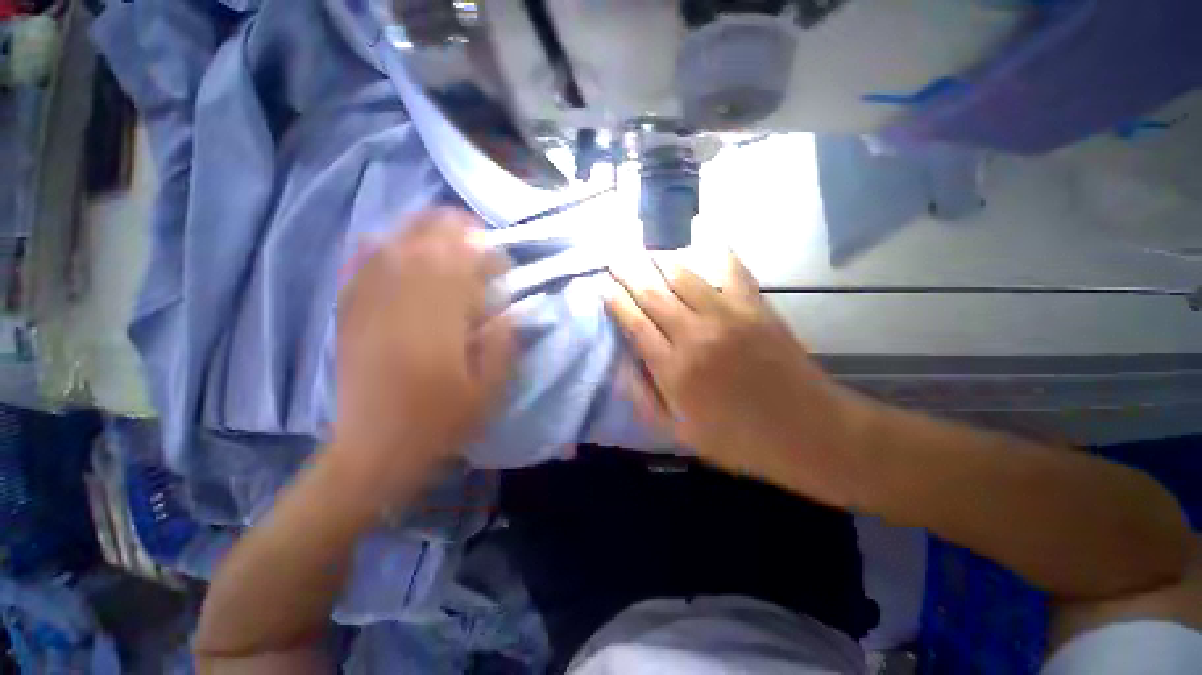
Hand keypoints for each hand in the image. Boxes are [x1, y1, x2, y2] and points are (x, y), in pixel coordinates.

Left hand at [333, 208, 513, 500]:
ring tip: (442, 226)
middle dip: (453, 229)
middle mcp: (402, 305)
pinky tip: (391, 241)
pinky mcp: (349, 314)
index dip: (485, 256)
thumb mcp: (488, 392)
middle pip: (425, 245)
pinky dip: (377, 246)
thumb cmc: (439, 422)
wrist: (375, 449)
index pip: (463, 268)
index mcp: (439, 326)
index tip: (502, 263)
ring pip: (393, 246)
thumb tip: (508, 310)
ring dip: (420, 229)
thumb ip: (503, 346)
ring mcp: (369, 306)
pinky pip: (360, 266)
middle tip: (476, 232)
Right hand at [605, 253, 869, 507]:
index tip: (604, 288)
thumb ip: (644, 397)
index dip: (616, 302)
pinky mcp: (756, 308)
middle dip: (629, 273)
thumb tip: (623, 363)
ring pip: (684, 276)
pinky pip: (732, 271)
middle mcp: (695, 335)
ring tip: (647, 253)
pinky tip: (704, 242)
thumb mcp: (679, 433)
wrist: (805, 431)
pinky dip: (716, 253)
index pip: (635, 324)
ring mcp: (727, 316)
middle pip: (653, 294)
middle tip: (616, 259)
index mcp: (673, 369)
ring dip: (660, 260)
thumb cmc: (738, 438)